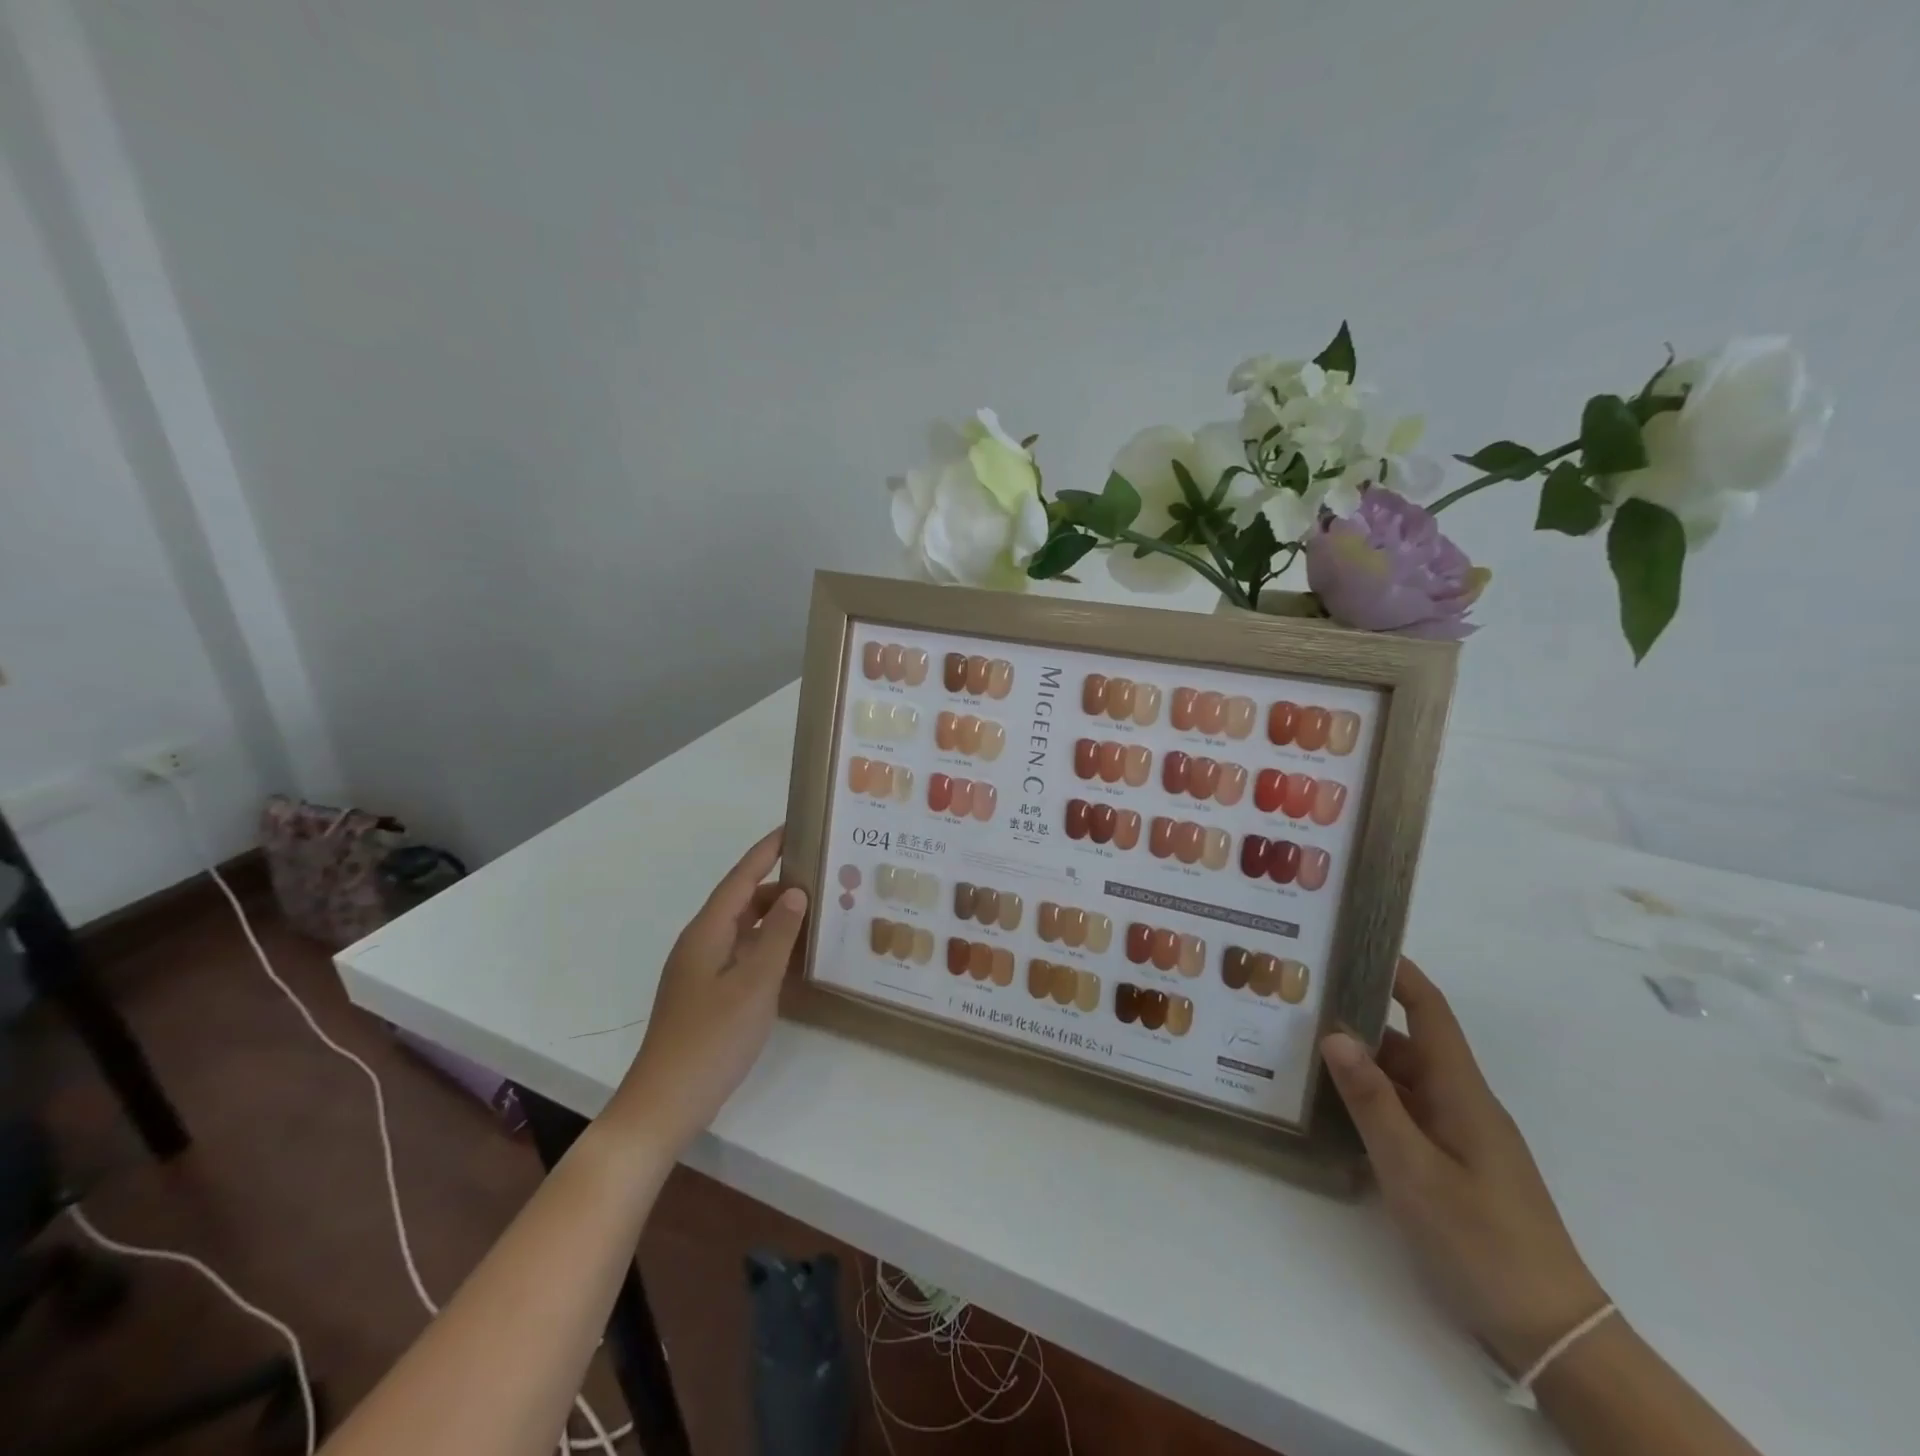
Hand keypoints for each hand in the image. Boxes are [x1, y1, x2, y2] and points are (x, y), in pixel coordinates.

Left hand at [605, 828, 807, 1152]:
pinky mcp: (708, 994)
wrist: (664, 1104)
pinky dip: (769, 946)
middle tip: (823, 876)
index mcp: (707, 932)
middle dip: (780, 884)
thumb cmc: (711, 1040)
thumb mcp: (754, 985)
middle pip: (743, 900)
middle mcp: (702, 943)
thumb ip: (776, 936)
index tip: (794, 826)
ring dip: (776, 917)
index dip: (767, 850)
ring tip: (817, 912)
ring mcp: (703, 971)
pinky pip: (743, 954)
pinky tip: (794, 956)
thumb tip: (796, 892)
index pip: (741, 877)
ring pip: (744, 929)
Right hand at [1322, 959, 1607, 1374]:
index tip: (1359, 944)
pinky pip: (1404, 1116)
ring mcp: (1457, 1136)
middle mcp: (1460, 1103)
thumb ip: (1372, 1101)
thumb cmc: (1481, 1241)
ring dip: (1358, 1065)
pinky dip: (1368, 1103)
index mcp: (1461, 1092)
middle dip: (1357, 1020)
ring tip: (1299, 1050)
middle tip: (1299, 1003)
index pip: (1430, 1013)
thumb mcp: (1414, 1169)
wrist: (1550, 1331)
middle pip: (1405, 1045)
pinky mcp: (1451, 1165)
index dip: (1400, 974)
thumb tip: (1335, 1033)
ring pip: (1401, 1083)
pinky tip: (1330, 1111)